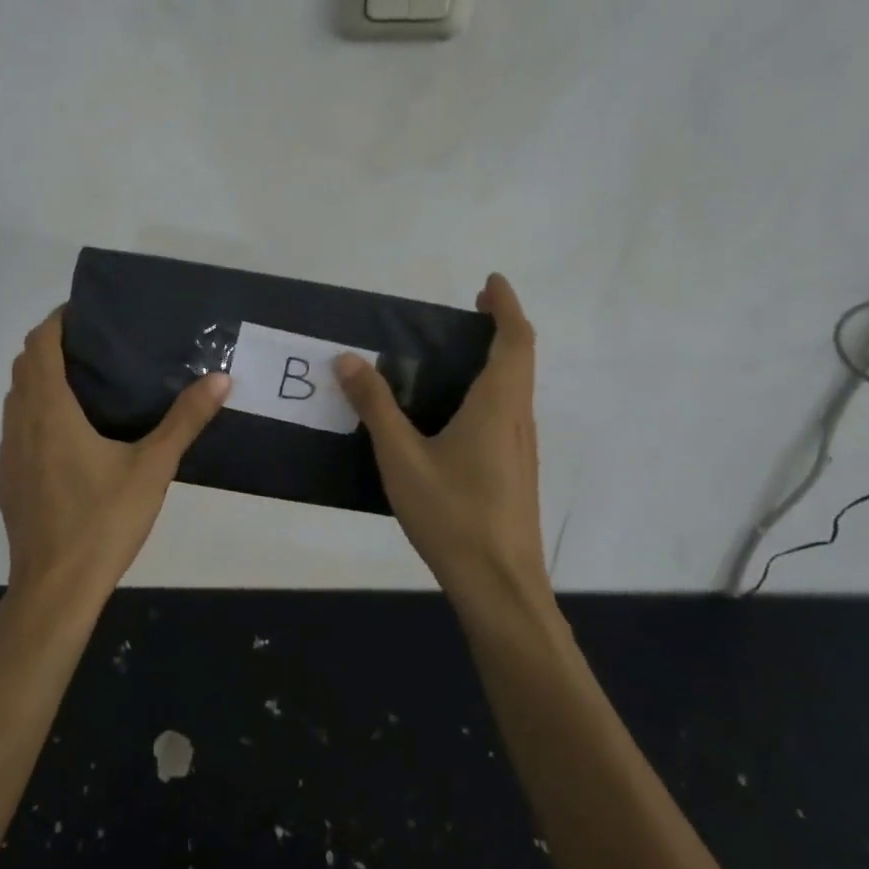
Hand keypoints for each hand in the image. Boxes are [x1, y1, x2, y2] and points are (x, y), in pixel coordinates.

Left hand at [0, 307, 231, 603]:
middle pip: (24, 366)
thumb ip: (185, 421)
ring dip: (40, 380)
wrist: (55, 589)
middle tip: (94, 346)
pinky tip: (70, 436)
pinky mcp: (9, 481)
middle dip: (51, 346)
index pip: (40, 345)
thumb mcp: (152, 468)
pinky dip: (36, 413)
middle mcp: (20, 423)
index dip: (57, 321)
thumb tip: (220, 379)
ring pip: (16, 398)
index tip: (85, 312)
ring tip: (84, 383)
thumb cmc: (103, 522)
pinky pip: (16, 429)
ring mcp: (8, 454)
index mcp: (50, 411)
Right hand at [336, 273, 548, 597]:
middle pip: (521, 359)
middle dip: (501, 326)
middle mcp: (518, 419)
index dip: (506, 306)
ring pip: (517, 388)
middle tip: (470, 310)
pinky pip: (508, 412)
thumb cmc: (452, 515)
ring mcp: (521, 448)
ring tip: (456, 354)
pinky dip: (491, 389)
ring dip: (498, 359)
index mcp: (497, 406)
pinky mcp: (516, 470)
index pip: (514, 340)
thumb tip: (347, 359)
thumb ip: (375, 406)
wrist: (499, 585)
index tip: (491, 283)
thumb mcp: (402, 458)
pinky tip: (455, 413)